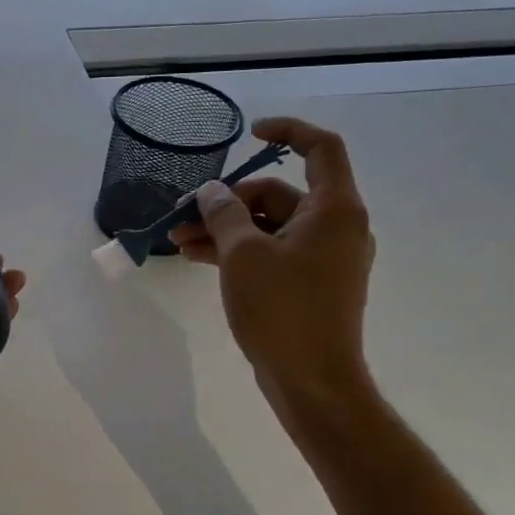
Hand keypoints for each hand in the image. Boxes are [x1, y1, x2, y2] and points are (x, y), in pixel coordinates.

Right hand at [170, 116, 375, 411]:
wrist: (313, 382)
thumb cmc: (282, 311)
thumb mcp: (243, 255)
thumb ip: (224, 214)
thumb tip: (212, 192)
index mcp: (334, 210)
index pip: (320, 148)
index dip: (287, 132)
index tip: (249, 134)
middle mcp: (336, 227)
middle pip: (279, 193)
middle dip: (228, 201)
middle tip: (184, 216)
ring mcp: (323, 257)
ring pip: (269, 226)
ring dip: (225, 229)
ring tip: (178, 241)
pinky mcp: (309, 283)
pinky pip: (272, 252)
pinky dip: (238, 251)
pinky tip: (198, 257)